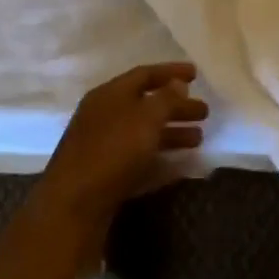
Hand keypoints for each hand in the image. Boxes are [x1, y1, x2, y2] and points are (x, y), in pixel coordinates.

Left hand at [36, 63, 206, 239]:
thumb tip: (178, 83)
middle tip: (205, 112)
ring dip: (172, 133)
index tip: (197, 74)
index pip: (144, 74)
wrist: (74, 206)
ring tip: (199, 139)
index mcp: (110, 94)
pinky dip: (160, 158)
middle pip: (146, 104)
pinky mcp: (105, 175)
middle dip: (176, 106)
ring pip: (143, 133)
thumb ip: (165, 99)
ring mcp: (102, 146)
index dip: (171, 72)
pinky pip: (138, 159)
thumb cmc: (112, 151)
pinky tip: (180, 165)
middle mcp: (104, 116)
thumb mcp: (145, 119)